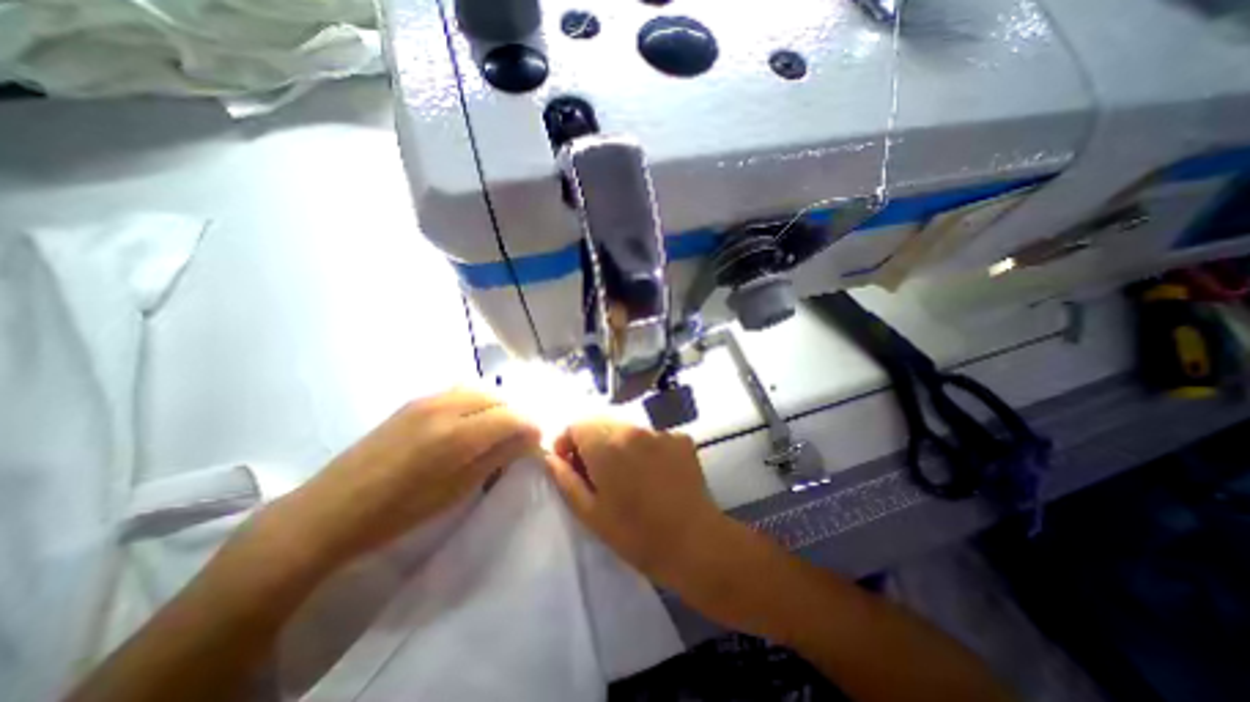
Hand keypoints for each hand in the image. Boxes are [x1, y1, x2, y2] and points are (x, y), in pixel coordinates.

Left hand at [275, 387, 536, 567]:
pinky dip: (475, 401)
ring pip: (479, 389)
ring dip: (496, 405)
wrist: (330, 510)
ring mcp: (427, 399)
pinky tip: (469, 422)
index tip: (535, 441)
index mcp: (457, 436)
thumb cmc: (398, 512)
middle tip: (517, 437)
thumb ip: (497, 457)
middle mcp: (446, 407)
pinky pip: (458, 391)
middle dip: (515, 414)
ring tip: (495, 429)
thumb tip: (530, 439)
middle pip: (499, 397)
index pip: (512, 416)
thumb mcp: (457, 490)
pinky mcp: (413, 401)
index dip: (530, 426)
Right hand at [544, 419, 727, 590]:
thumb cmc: (635, 534)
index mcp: (608, 444)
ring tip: (629, 476)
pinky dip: (646, 449)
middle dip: (593, 442)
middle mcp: (634, 428)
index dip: (568, 442)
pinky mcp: (681, 438)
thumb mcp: (591, 513)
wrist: (694, 542)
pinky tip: (654, 474)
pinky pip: (653, 436)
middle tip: (598, 473)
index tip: (571, 465)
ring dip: (619, 445)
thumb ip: (566, 479)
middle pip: (603, 422)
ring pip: (628, 429)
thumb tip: (550, 458)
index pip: (577, 423)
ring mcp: (661, 431)